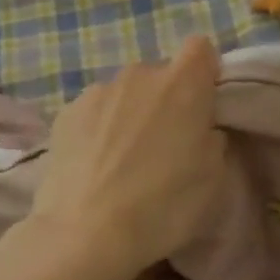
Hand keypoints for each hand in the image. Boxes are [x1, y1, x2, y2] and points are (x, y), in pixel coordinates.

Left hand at [28, 36, 230, 279]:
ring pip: (125, 93)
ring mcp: (99, 90)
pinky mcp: (67, 111)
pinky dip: (99, 128)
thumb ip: (211, 138)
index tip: (203, 106)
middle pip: (160, 74)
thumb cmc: (162, 206)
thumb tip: (200, 129)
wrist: (85, 232)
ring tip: (122, 160)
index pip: (201, 48)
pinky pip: (95, 110)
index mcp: (183, 84)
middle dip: (166, 100)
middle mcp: (140, 74)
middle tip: (163, 144)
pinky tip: (94, 165)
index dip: (204, 72)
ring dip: (130, 113)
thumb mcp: (213, 179)